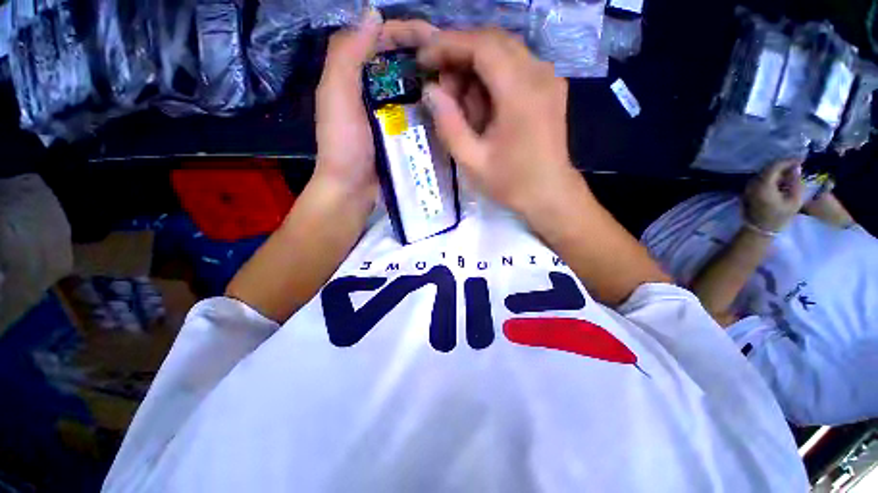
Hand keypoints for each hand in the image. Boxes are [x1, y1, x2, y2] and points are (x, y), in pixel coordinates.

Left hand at [315, 13, 436, 200]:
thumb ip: (347, 55)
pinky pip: (418, 115)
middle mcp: (373, 90)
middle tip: (454, 65)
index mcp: (354, 75)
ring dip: (433, 84)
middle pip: (403, 63)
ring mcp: (389, 114)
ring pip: (414, 89)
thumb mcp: (336, 96)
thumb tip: (373, 13)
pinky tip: (447, 109)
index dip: (408, 31)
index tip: (438, 38)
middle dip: (427, 58)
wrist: (352, 190)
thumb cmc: (344, 146)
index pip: (383, 39)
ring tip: (457, 85)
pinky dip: (431, 109)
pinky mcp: (401, 135)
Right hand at [417, 29, 577, 221]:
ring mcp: (549, 79)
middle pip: (494, 41)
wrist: (550, 194)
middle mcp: (539, 74)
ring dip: (476, 67)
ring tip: (460, 100)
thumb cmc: (511, 183)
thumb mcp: (472, 162)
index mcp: (520, 93)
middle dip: (460, 55)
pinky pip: (516, 66)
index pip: (482, 46)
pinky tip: (482, 103)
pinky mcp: (550, 87)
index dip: (448, 46)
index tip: (424, 61)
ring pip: (505, 51)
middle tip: (441, 86)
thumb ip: (448, 125)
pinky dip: (492, 76)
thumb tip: (430, 91)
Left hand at [743, 159, 803, 232]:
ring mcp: (749, 186)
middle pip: (769, 168)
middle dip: (784, 165)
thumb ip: (796, 183)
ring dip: (778, 171)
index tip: (801, 160)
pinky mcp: (748, 190)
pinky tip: (783, 181)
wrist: (759, 229)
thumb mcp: (793, 201)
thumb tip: (797, 168)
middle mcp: (753, 183)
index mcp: (763, 185)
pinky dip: (773, 177)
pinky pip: (762, 179)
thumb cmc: (778, 217)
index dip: (789, 161)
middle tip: (798, 166)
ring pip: (765, 173)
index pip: (775, 166)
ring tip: (792, 174)